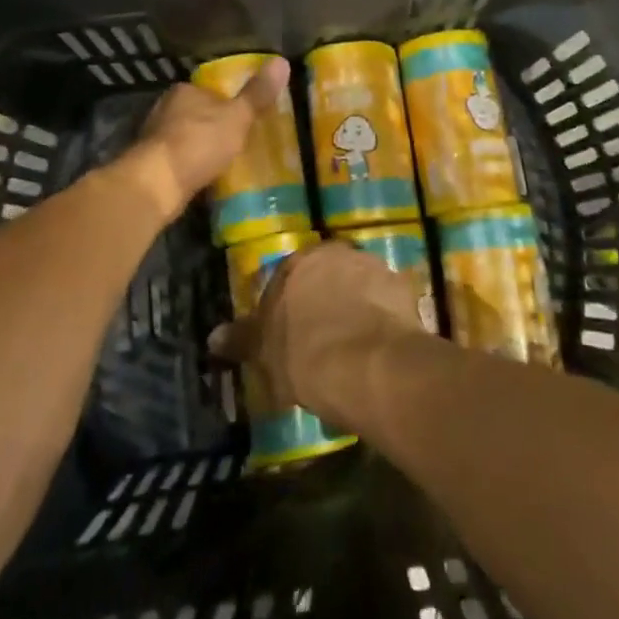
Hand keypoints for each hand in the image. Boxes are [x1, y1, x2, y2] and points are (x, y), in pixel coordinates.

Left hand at [120, 57, 290, 217]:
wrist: (158, 184)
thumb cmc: (199, 142)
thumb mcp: (237, 116)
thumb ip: (257, 93)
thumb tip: (282, 61)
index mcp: (185, 90)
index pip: (210, 90)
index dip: (228, 102)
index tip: (243, 116)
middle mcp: (165, 108)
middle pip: (196, 113)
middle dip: (213, 125)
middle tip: (238, 139)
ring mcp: (154, 137)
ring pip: (185, 136)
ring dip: (200, 146)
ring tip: (224, 160)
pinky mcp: (150, 163)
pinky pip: (178, 159)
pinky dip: (190, 165)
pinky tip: (204, 176)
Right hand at [208, 243, 425, 425]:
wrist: (370, 365)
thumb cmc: (306, 356)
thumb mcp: (265, 353)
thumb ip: (242, 339)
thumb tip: (214, 336)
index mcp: (297, 262)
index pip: (286, 278)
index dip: (287, 308)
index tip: (289, 336)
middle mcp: (336, 253)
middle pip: (326, 276)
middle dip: (323, 301)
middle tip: (321, 339)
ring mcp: (374, 267)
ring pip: (358, 285)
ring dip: (356, 306)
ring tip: (354, 346)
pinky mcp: (405, 288)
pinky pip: (387, 302)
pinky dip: (382, 318)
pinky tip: (378, 347)